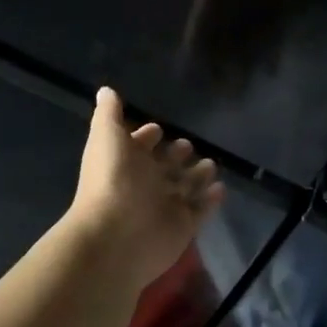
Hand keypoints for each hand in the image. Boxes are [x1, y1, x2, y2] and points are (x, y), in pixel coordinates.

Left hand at [64, 88, 224, 286]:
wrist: (117, 235)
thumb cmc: (112, 179)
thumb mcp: (106, 136)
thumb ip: (109, 113)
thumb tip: (105, 90)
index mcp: (125, 161)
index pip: (138, 145)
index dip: (147, 137)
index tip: (160, 128)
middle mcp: (144, 183)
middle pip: (164, 166)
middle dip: (176, 154)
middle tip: (189, 145)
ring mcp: (164, 206)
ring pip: (184, 187)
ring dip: (197, 175)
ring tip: (212, 164)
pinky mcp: (183, 226)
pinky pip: (200, 210)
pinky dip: (210, 200)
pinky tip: (221, 188)